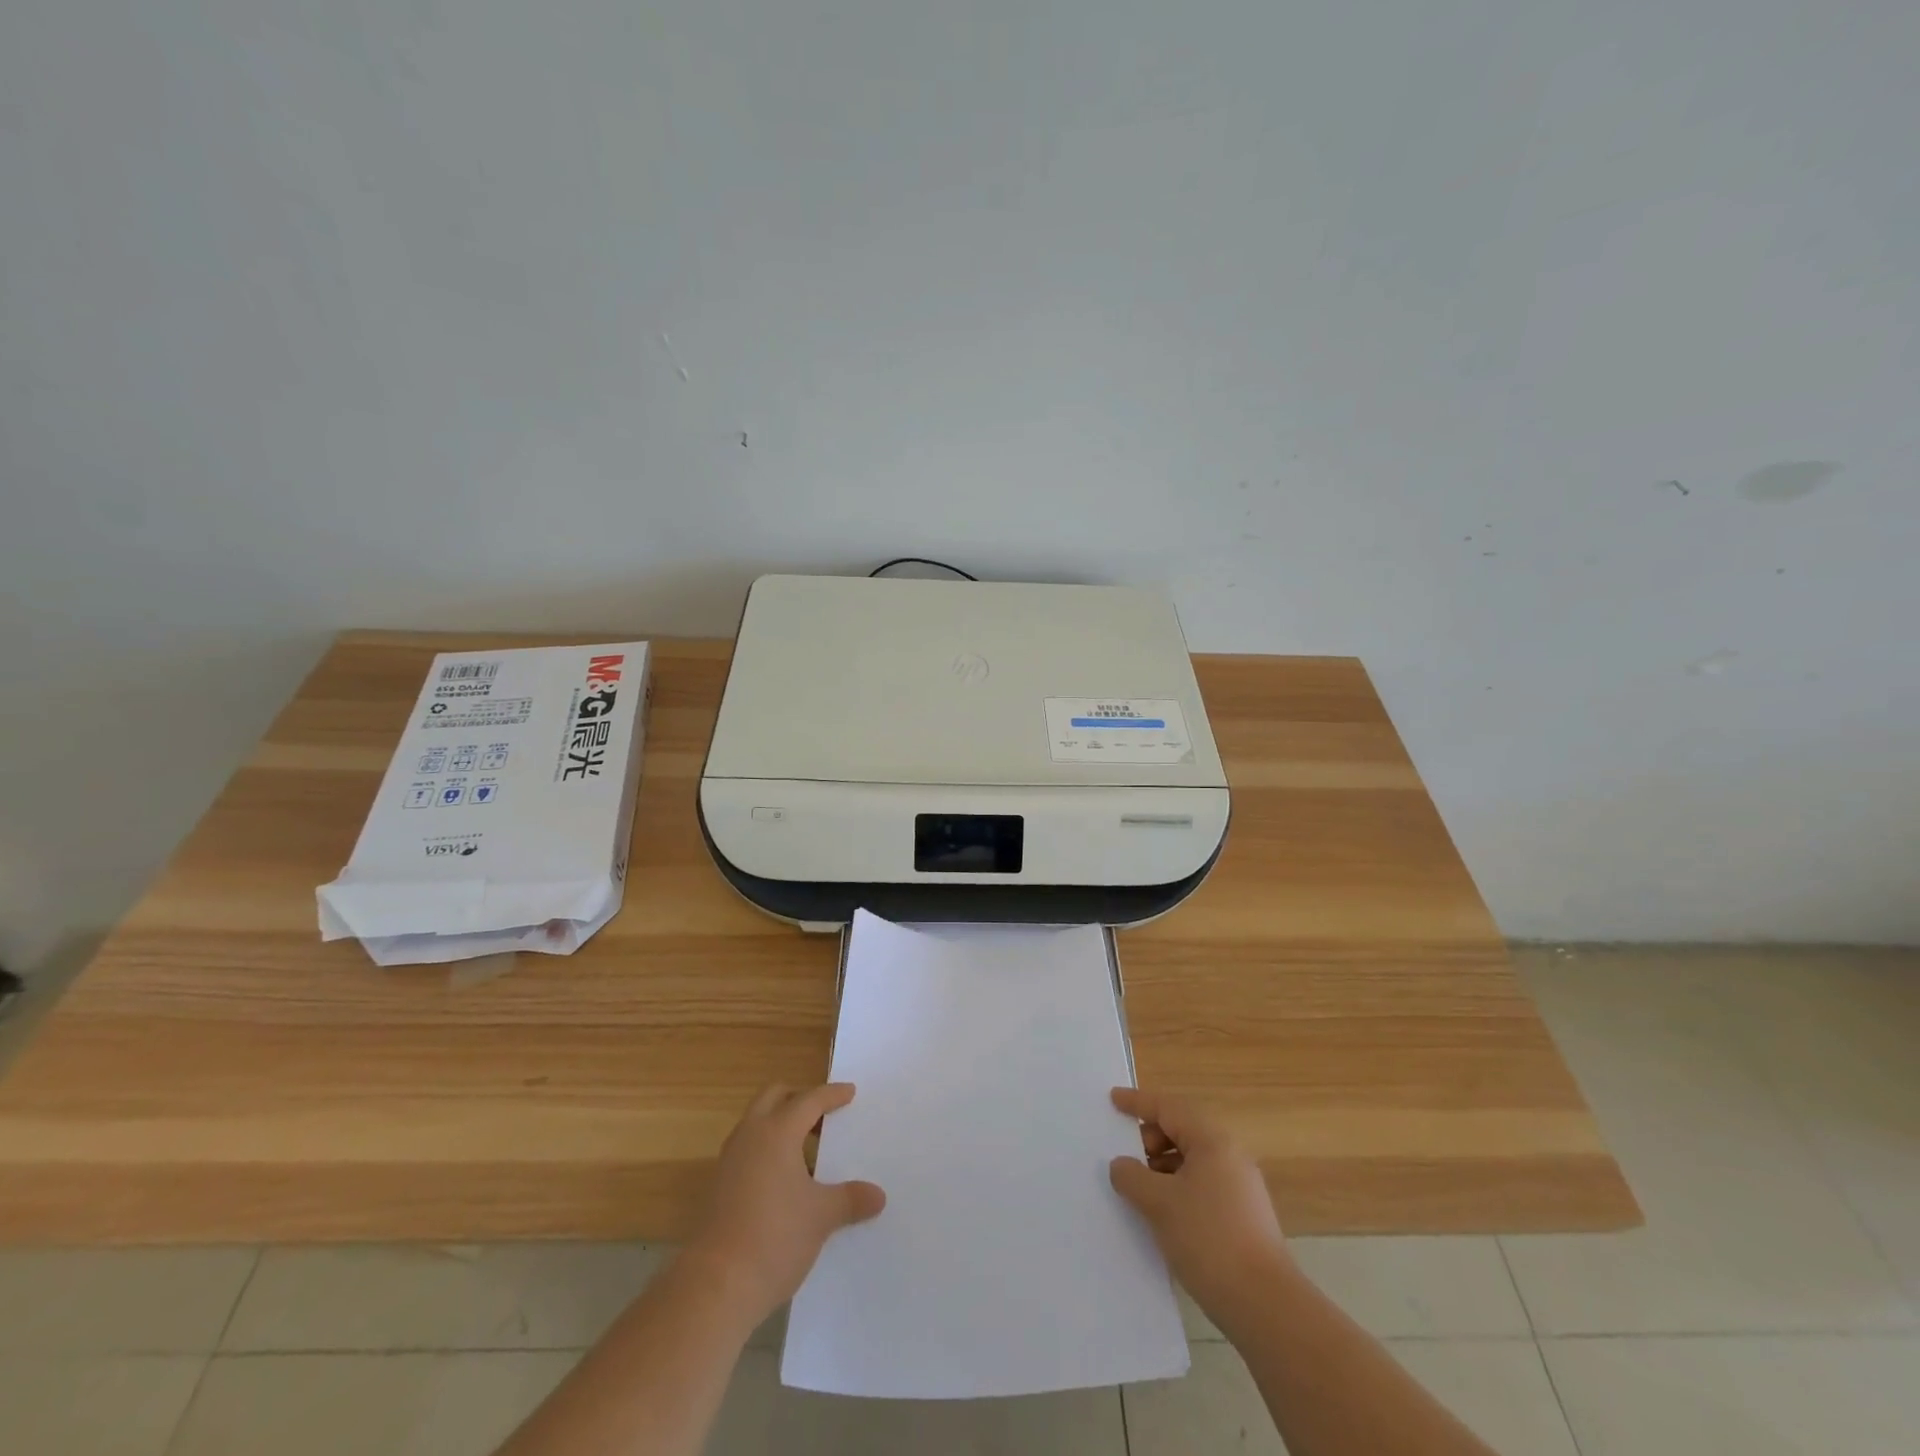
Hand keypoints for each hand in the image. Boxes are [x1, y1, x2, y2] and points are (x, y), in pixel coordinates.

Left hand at [684, 1083, 885, 1324]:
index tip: (850, 1092)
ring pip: (757, 1123)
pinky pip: (748, 1149)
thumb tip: (878, 1196)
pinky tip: (786, 1179)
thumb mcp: (821, 1217)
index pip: (809, 1100)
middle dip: (799, 1098)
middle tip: (824, 1115)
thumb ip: (850, 1199)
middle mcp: (750, 1136)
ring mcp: (729, 1160)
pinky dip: (768, 1149)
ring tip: (808, 1148)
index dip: (832, 1094)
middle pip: (775, 1097)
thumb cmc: (774, 1238)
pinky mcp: (719, 1186)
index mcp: (777, 1131)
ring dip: (781, 1124)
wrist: (714, 1287)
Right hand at [1109, 1087, 1291, 1331]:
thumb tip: (1121, 1166)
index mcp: (1212, 1141)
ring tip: (1139, 1189)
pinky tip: (1162, 1213)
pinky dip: (1177, 1187)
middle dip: (1149, 1138)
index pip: (1168, 1108)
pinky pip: (1201, 1184)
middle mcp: (1230, 1155)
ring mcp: (1240, 1186)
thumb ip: (1132, 1177)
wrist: (1265, 1306)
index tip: (1112, 1100)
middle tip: (1125, 1156)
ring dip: (1162, 1166)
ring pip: (1191, 1160)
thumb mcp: (1159, 1204)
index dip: (1137, 1102)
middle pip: (1182, 1130)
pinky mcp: (1243, 1215)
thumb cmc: (1208, 1240)